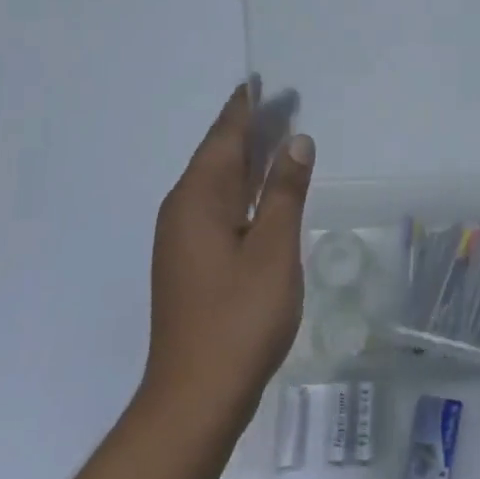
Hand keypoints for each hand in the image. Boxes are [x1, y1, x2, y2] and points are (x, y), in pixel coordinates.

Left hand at [142, 86, 312, 435]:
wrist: (196, 397)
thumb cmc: (239, 317)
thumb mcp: (274, 248)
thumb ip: (285, 191)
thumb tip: (295, 141)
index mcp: (198, 200)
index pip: (223, 139)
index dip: (243, 109)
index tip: (258, 82)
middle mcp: (184, 212)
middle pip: (219, 156)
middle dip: (248, 129)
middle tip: (280, 102)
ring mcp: (185, 240)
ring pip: (219, 183)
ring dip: (247, 158)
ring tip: (277, 135)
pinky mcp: (193, 263)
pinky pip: (220, 207)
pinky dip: (244, 189)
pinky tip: (264, 193)